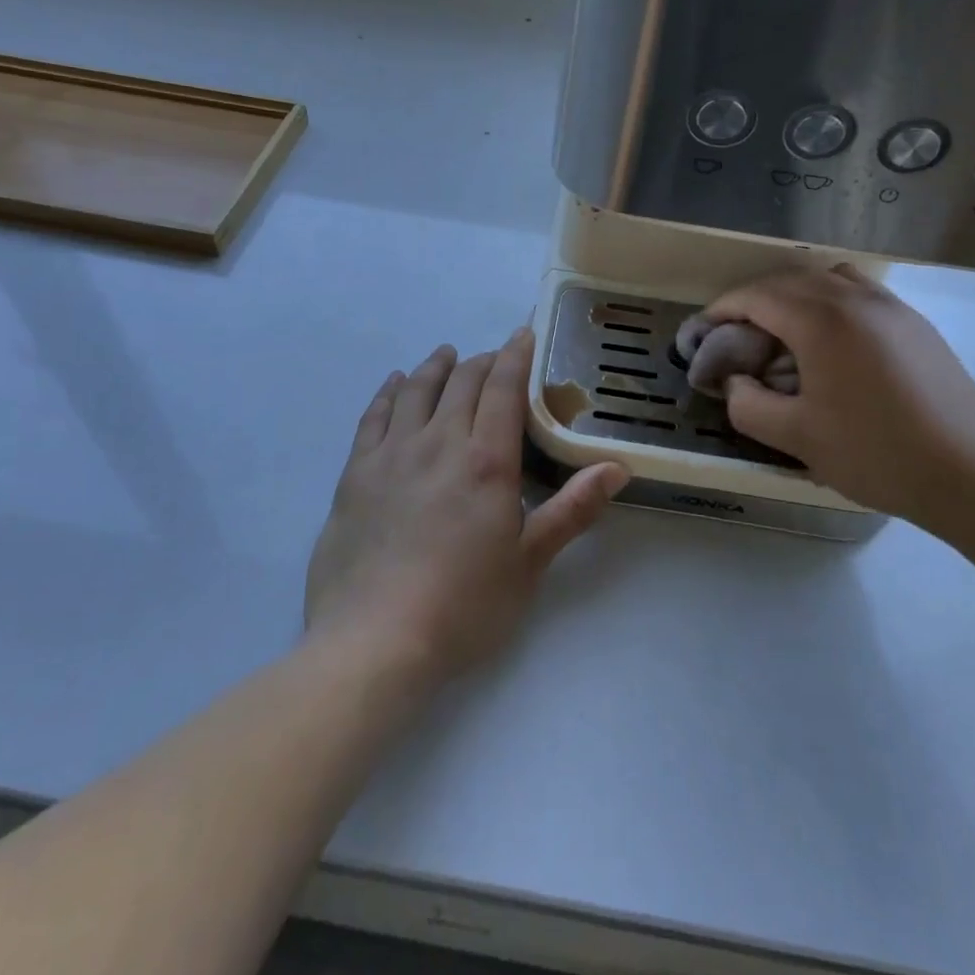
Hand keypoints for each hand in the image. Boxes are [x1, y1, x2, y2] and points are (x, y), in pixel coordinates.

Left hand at [305, 330, 628, 686]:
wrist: (374, 640)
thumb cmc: (463, 606)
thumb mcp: (529, 563)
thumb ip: (573, 509)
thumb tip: (619, 467)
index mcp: (486, 460)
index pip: (504, 388)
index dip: (515, 355)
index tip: (523, 333)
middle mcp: (439, 442)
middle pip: (462, 382)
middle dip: (483, 361)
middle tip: (494, 357)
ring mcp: (392, 454)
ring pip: (417, 390)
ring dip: (436, 367)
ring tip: (447, 355)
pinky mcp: (355, 473)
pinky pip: (374, 416)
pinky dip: (389, 392)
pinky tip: (395, 383)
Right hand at [704, 267, 974, 533]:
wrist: (973, 474)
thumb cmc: (877, 453)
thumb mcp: (797, 436)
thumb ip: (748, 404)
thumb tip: (734, 382)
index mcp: (822, 320)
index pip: (757, 296)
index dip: (723, 309)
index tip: (704, 332)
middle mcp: (856, 298)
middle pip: (790, 280)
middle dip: (755, 301)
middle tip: (737, 337)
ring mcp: (892, 307)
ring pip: (828, 279)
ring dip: (795, 296)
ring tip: (784, 335)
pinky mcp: (916, 324)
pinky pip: (860, 293)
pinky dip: (831, 303)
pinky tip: (832, 345)